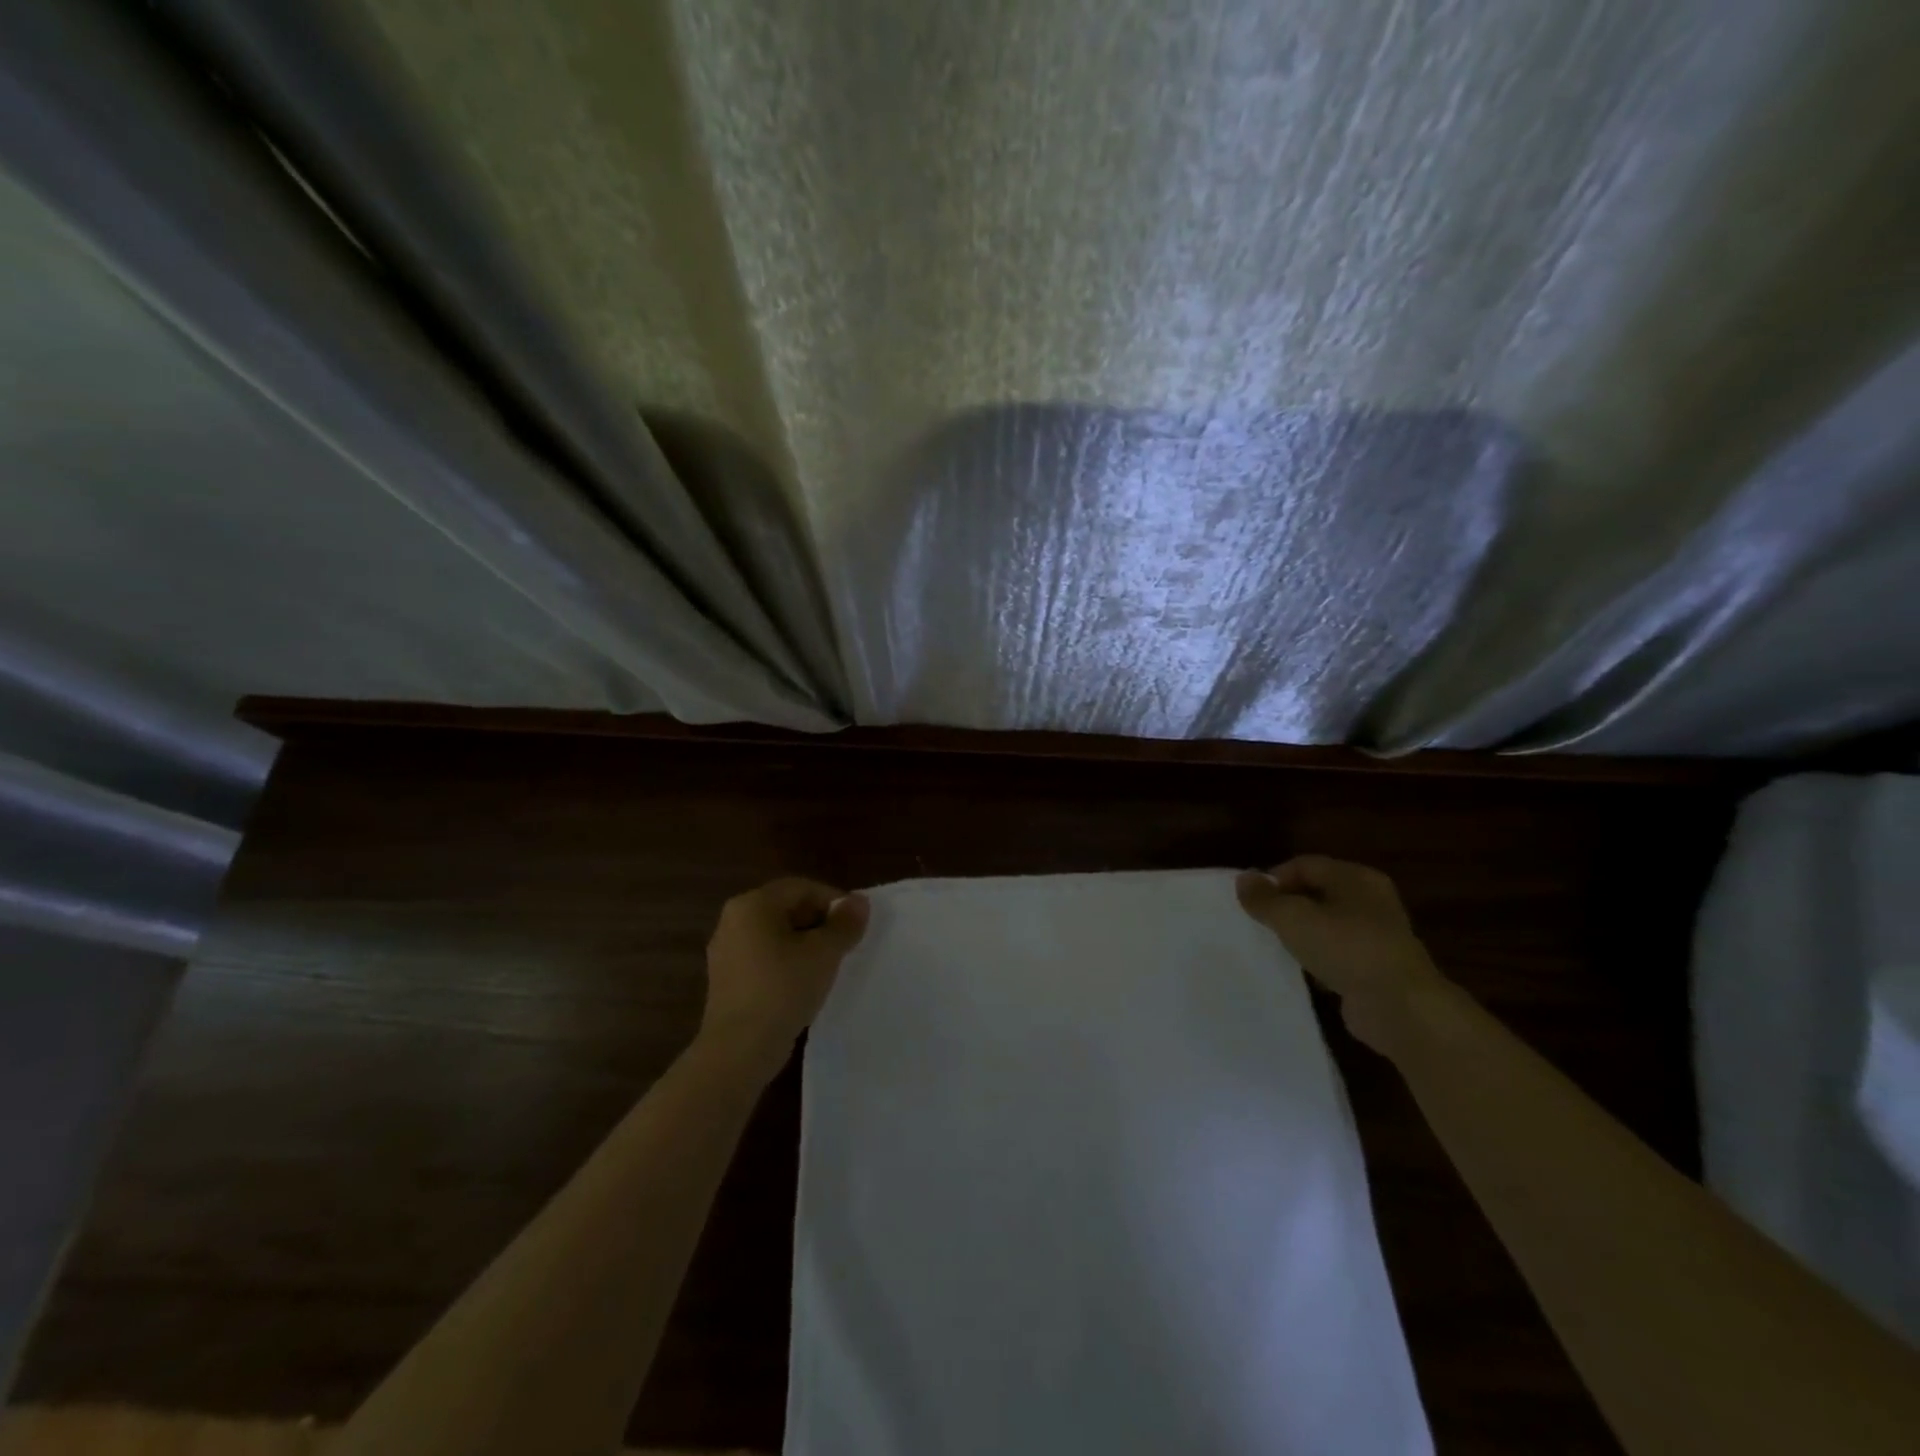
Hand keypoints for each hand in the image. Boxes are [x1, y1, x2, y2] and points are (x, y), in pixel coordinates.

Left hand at [700, 878, 869, 1076]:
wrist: (739, 1049)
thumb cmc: (783, 989)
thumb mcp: (824, 953)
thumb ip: (844, 923)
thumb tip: (859, 901)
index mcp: (753, 904)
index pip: (802, 888)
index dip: (834, 901)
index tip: (856, 924)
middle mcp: (733, 920)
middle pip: (787, 909)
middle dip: (819, 923)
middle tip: (846, 944)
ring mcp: (725, 951)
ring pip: (776, 935)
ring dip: (804, 944)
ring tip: (829, 965)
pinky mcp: (726, 980)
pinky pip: (763, 958)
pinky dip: (786, 963)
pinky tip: (804, 984)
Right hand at [1236, 856, 1446, 1055]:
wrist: (1400, 1008)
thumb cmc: (1346, 948)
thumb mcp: (1293, 917)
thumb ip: (1264, 899)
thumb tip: (1242, 879)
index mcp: (1356, 878)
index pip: (1304, 865)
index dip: (1273, 879)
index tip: (1249, 902)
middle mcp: (1370, 901)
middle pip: (1315, 894)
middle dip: (1285, 907)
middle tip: (1257, 923)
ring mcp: (1376, 937)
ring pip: (1325, 927)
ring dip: (1299, 936)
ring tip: (1271, 947)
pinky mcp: (1375, 969)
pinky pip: (1336, 956)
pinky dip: (1315, 961)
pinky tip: (1298, 973)